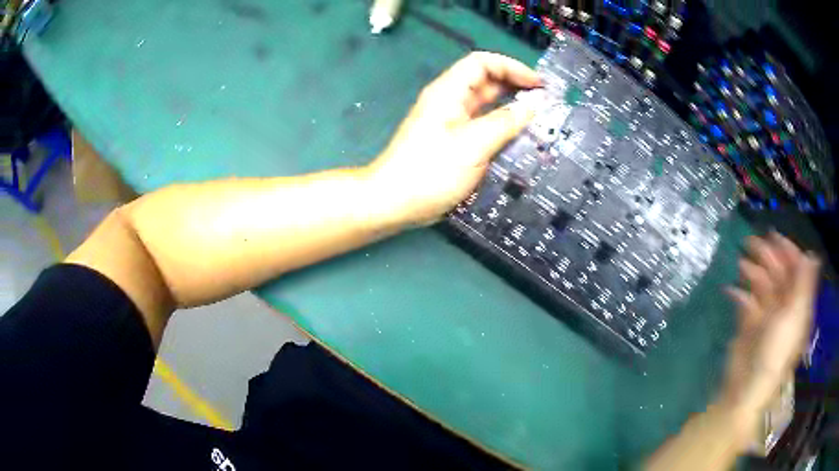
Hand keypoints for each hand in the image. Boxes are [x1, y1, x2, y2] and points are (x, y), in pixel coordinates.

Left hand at [368, 51, 540, 225]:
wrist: (393, 202)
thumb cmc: (430, 171)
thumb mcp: (473, 145)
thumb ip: (505, 122)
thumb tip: (534, 105)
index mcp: (448, 91)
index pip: (482, 63)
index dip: (512, 67)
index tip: (538, 84)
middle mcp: (449, 101)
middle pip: (486, 81)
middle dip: (515, 86)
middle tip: (545, 102)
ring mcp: (451, 122)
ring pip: (485, 105)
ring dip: (511, 108)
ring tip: (539, 119)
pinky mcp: (453, 141)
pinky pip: (482, 125)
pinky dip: (501, 127)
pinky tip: (519, 138)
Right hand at [721, 233, 820, 415]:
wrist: (746, 389)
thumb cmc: (775, 353)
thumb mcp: (794, 317)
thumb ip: (804, 285)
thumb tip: (813, 255)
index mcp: (798, 305)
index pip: (797, 270)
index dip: (788, 251)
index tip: (773, 236)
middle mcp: (784, 307)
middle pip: (779, 274)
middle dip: (767, 257)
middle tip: (750, 243)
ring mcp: (766, 316)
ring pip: (762, 285)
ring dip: (752, 271)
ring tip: (741, 264)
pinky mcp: (749, 325)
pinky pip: (746, 301)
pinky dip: (739, 293)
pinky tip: (731, 290)